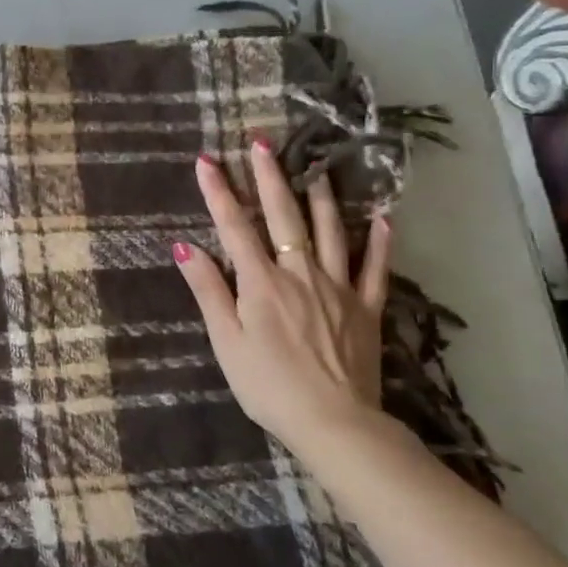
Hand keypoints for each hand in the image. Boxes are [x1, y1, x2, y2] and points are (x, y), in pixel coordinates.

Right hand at [171, 143, 392, 460]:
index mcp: (261, 283)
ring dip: (320, 196)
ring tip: (316, 166)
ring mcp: (338, 288)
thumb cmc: (268, 385)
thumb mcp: (226, 341)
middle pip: (283, 217)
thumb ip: (208, 291)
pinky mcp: (367, 308)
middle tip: (262, 142)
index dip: (218, 192)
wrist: (334, 423)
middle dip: (269, 177)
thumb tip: (185, 247)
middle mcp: (300, 274)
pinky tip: (382, 217)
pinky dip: (379, 241)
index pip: (234, 227)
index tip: (206, 160)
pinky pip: (376, 268)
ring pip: (330, 231)